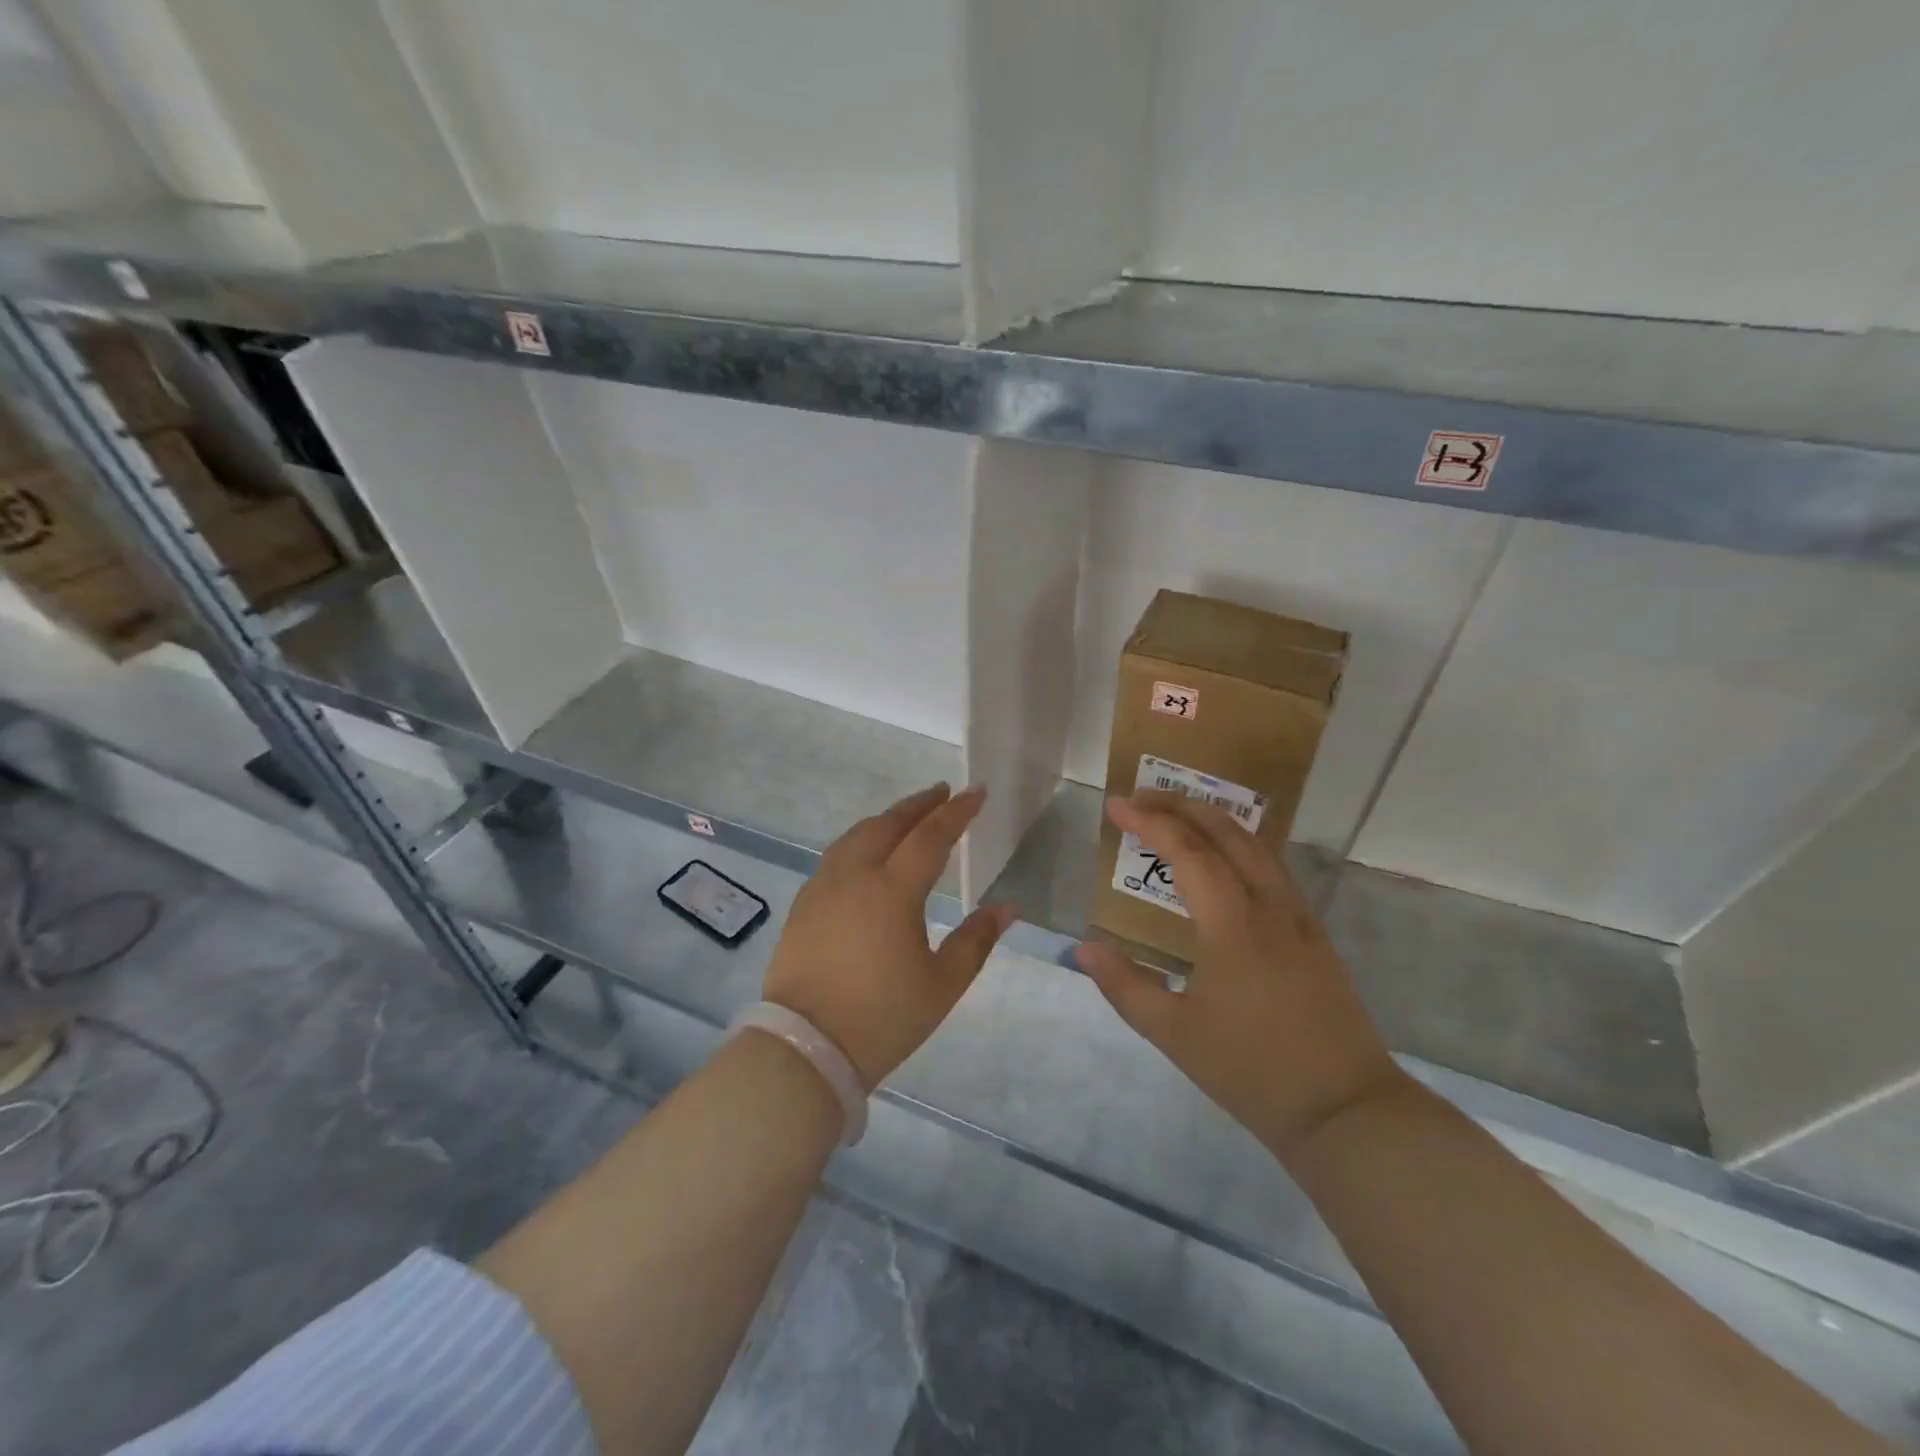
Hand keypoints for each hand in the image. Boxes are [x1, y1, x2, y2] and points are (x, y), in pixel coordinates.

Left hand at [763, 783, 1015, 1090]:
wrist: (806, 1048)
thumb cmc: (883, 1017)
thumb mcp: (943, 984)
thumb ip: (977, 939)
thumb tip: (1009, 907)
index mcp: (893, 890)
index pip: (930, 835)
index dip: (957, 811)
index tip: (976, 790)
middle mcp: (855, 876)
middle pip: (889, 824)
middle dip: (919, 805)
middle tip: (942, 793)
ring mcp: (823, 888)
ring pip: (857, 835)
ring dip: (886, 819)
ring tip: (907, 817)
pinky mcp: (804, 905)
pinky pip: (836, 856)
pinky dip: (860, 841)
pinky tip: (867, 853)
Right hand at [1076, 792, 1404, 1160]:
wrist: (1344, 1109)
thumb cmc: (1251, 1070)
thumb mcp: (1174, 1033)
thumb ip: (1124, 985)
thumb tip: (1082, 949)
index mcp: (1233, 924)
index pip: (1188, 851)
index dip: (1149, 823)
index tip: (1116, 806)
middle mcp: (1270, 906)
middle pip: (1228, 833)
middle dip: (1183, 805)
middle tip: (1143, 799)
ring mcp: (1299, 918)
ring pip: (1257, 846)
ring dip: (1215, 820)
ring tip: (1179, 817)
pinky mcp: (1315, 935)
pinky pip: (1274, 870)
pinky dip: (1240, 847)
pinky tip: (1225, 863)